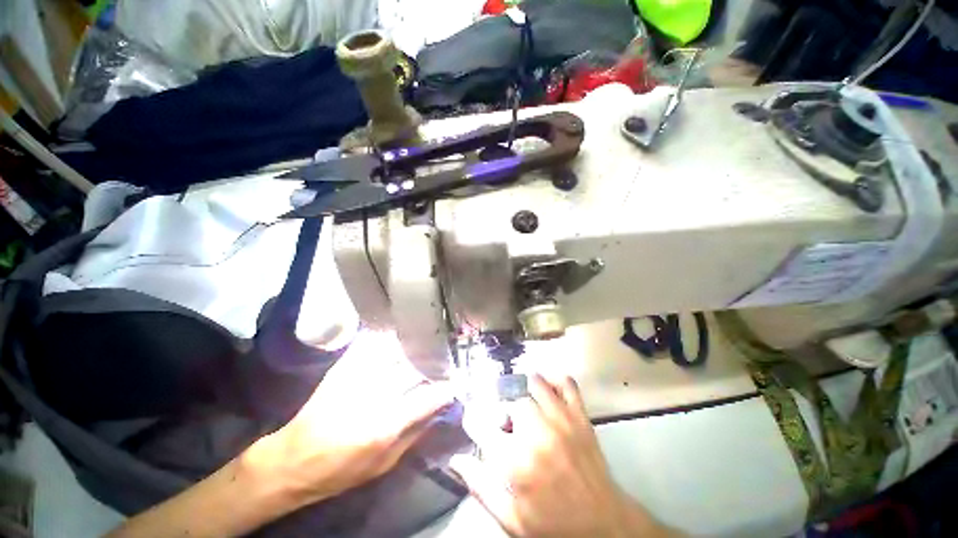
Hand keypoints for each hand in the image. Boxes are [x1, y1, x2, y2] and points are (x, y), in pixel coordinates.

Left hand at [245, 330, 453, 506]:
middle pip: (415, 370)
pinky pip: (374, 346)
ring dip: (416, 350)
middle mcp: (374, 396)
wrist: (292, 460)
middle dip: (434, 365)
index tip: (456, 384)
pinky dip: (391, 341)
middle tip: (444, 364)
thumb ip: (415, 434)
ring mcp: (357, 377)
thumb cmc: (340, 471)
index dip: (446, 389)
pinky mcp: (344, 368)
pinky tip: (400, 339)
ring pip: (398, 353)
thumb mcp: (384, 464)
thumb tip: (438, 410)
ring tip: (428, 348)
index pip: (428, 398)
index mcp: (385, 426)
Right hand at [450, 375, 675, 537]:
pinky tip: (548, 388)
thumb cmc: (554, 525)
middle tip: (509, 426)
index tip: (473, 420)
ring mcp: (562, 421)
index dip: (473, 419)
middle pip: (511, 402)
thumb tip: (457, 460)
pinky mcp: (580, 417)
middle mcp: (537, 434)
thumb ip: (481, 487)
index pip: (481, 425)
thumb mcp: (512, 519)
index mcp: (516, 462)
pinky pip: (567, 383)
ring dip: (526, 392)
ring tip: (526, 406)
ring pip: (535, 385)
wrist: (604, 527)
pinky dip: (555, 379)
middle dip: (505, 412)